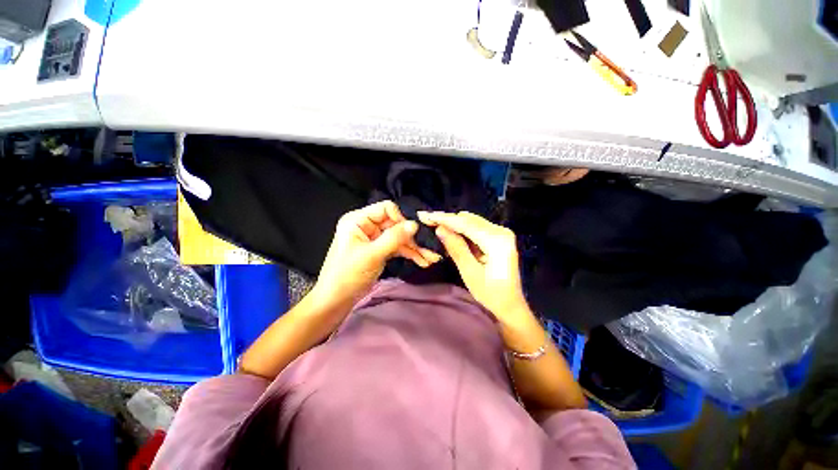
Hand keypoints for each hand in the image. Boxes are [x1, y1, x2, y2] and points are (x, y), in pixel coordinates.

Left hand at [314, 201, 441, 305]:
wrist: (336, 300)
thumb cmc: (348, 275)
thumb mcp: (372, 255)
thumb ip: (394, 238)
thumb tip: (415, 224)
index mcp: (358, 220)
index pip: (385, 209)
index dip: (401, 219)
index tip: (414, 233)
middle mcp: (366, 225)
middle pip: (395, 224)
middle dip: (412, 237)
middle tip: (429, 248)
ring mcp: (374, 238)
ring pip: (398, 237)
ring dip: (414, 247)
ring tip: (430, 258)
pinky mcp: (379, 250)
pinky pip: (396, 247)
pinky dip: (408, 253)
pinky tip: (421, 260)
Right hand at [417, 211, 529, 324]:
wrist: (510, 306)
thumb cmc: (490, 294)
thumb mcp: (470, 272)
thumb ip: (456, 248)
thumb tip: (440, 228)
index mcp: (497, 241)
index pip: (466, 224)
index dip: (445, 219)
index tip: (426, 215)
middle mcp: (501, 231)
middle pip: (469, 219)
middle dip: (448, 220)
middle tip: (428, 221)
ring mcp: (501, 233)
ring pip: (472, 222)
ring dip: (454, 224)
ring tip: (436, 226)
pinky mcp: (499, 238)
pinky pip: (476, 228)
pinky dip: (462, 230)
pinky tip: (450, 234)